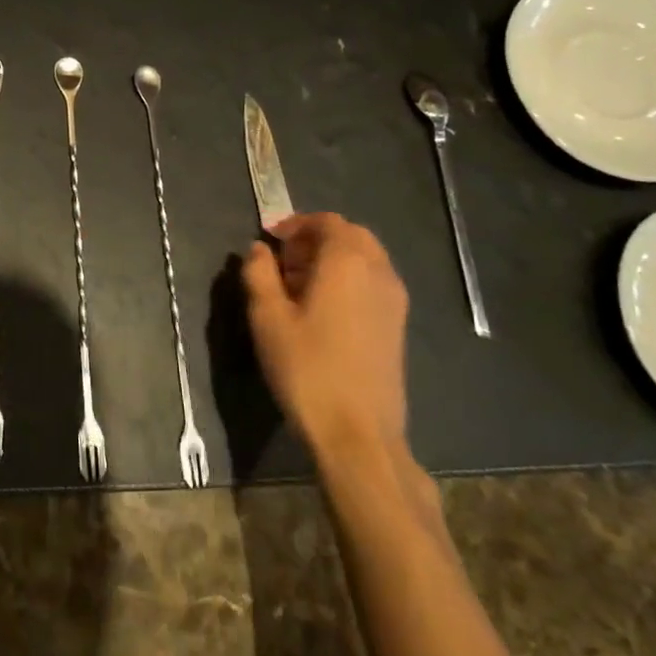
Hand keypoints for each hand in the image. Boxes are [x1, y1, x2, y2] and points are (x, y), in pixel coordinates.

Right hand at [241, 213, 409, 457]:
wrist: (358, 434)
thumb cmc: (307, 370)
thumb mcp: (267, 319)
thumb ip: (259, 274)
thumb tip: (258, 250)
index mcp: (347, 262)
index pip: (327, 222)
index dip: (296, 224)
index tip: (270, 241)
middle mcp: (378, 272)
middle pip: (351, 235)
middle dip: (316, 239)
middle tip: (284, 262)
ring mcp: (394, 300)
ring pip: (366, 259)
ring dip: (334, 259)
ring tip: (300, 286)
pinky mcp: (398, 326)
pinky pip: (374, 282)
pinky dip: (350, 280)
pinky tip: (324, 311)